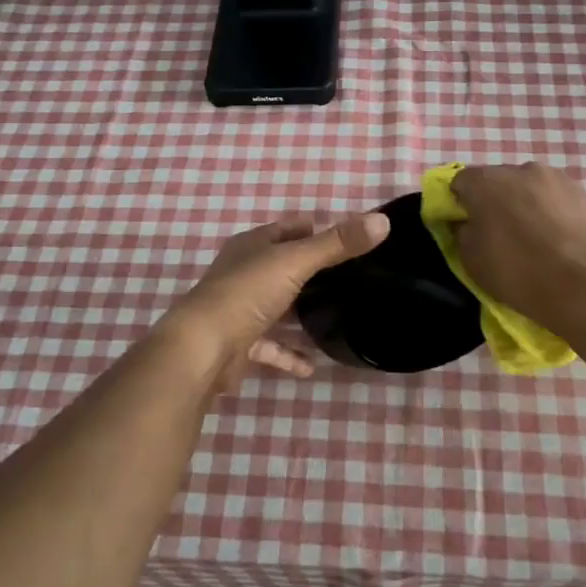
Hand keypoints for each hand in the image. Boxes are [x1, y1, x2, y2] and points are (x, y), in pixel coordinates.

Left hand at [165, 212, 390, 391]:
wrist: (202, 349)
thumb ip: (338, 244)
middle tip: (349, 279)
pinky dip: (289, 355)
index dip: (312, 229)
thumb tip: (383, 221)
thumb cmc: (247, 293)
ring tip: (336, 318)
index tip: (344, 238)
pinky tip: (312, 366)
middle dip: (311, 272)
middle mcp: (243, 273)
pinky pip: (270, 348)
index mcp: (252, 246)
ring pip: (276, 307)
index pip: (286, 229)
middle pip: (282, 268)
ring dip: (300, 315)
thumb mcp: (296, 262)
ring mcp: (239, 310)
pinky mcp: (238, 345)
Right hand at [450, 163, 585, 329]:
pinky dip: (554, 213)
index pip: (460, 182)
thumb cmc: (517, 271)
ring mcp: (557, 178)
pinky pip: (557, 199)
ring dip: (527, 205)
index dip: (460, 204)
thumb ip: (462, 233)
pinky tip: (560, 240)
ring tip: (536, 238)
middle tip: (501, 234)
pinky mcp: (585, 193)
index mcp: (486, 181)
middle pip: (498, 181)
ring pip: (531, 188)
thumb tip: (468, 223)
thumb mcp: (471, 260)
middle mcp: (520, 169)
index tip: (466, 227)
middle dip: (495, 201)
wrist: (584, 284)